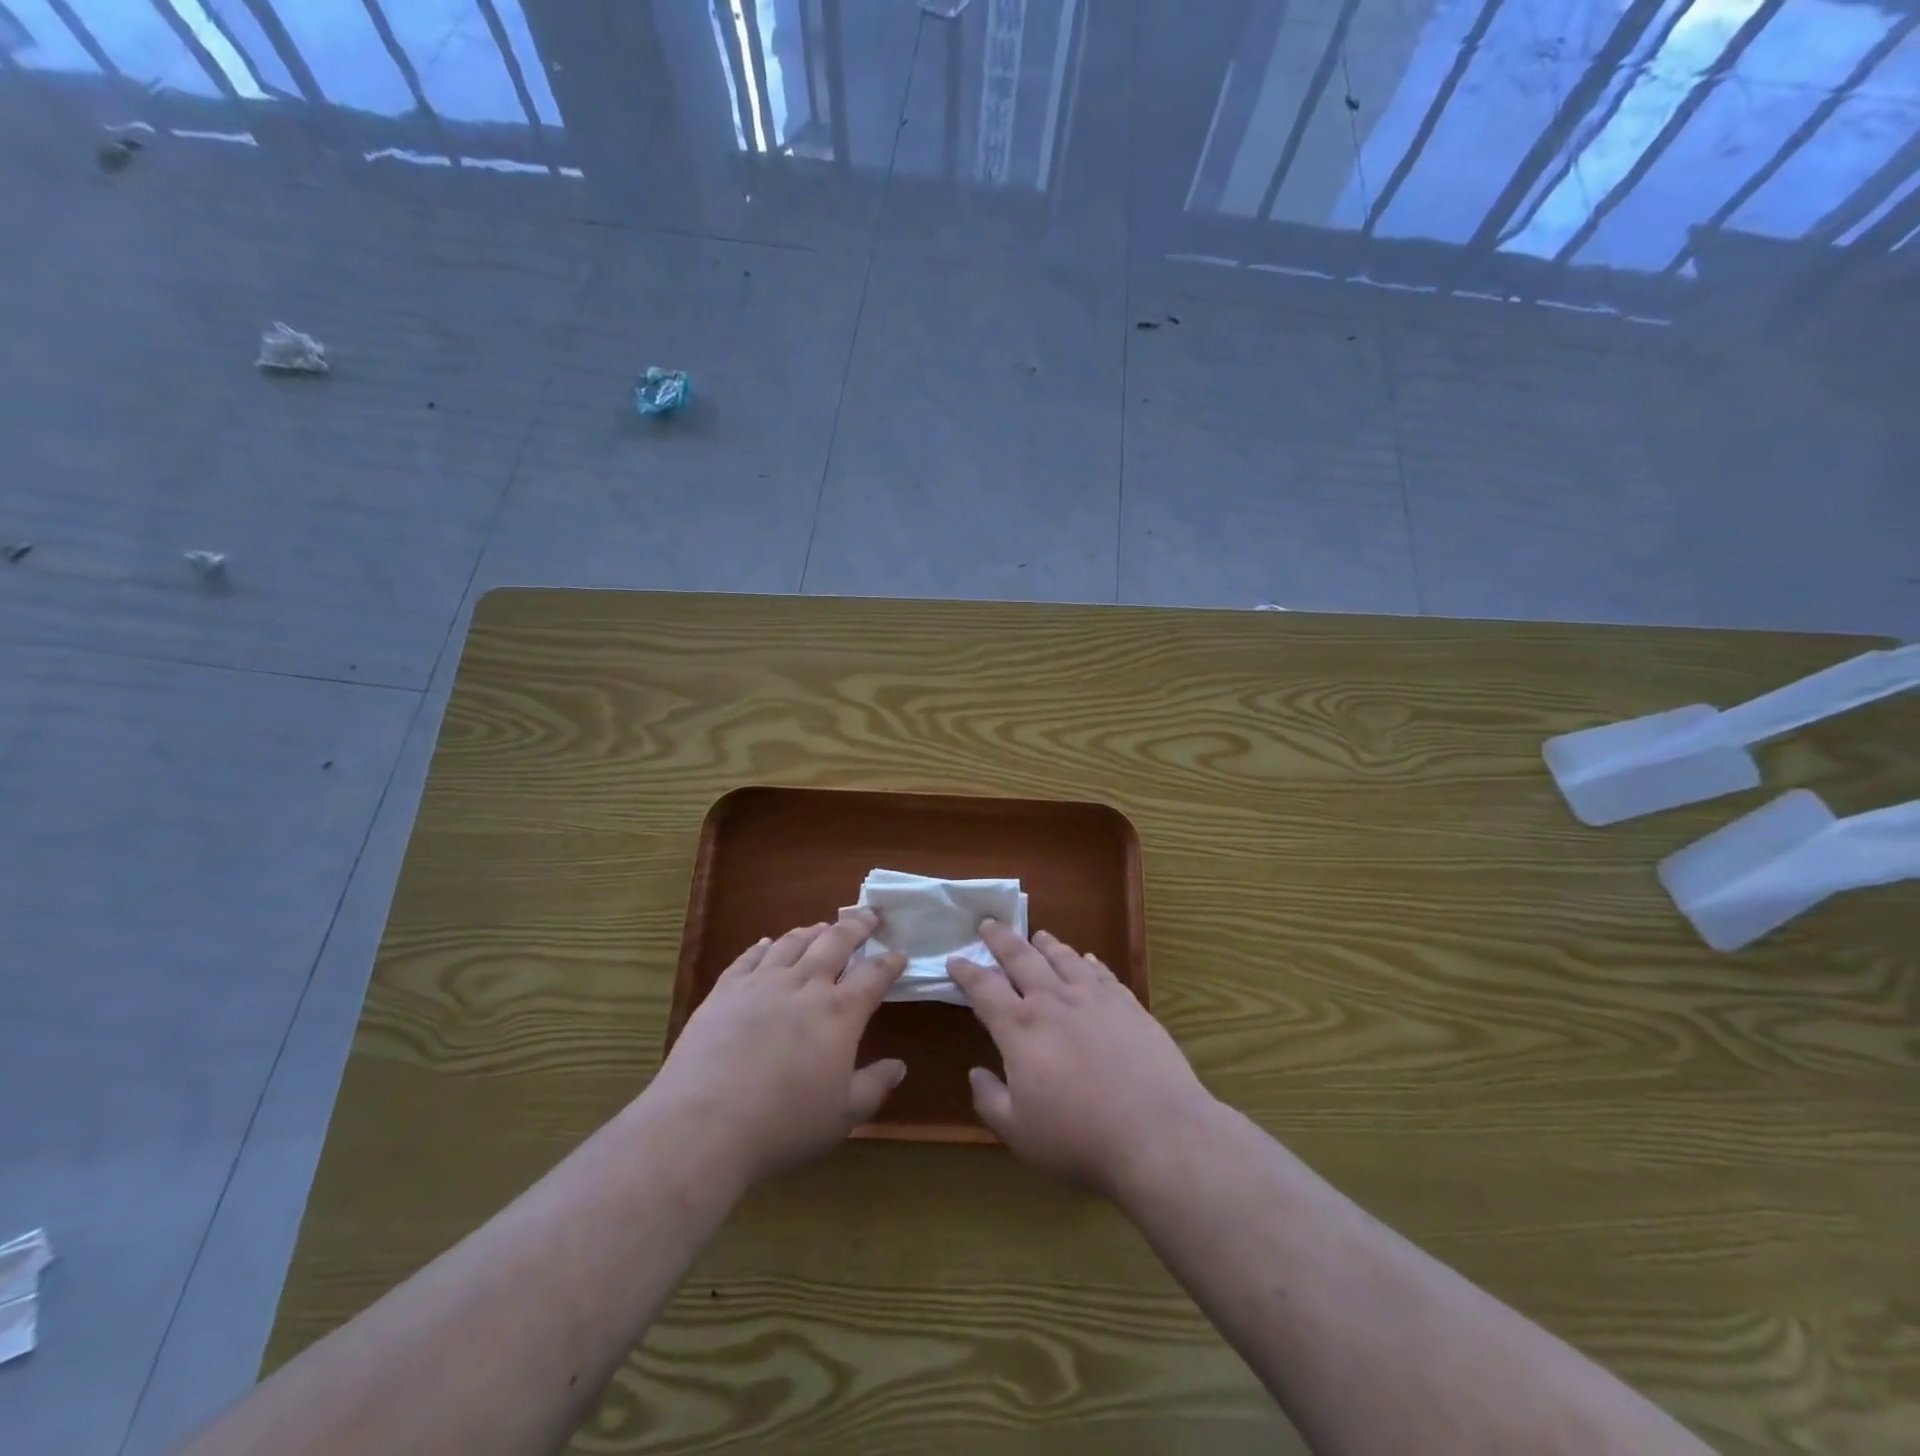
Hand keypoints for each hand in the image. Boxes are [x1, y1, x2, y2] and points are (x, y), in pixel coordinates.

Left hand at [644, 910, 906, 1187]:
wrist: (703, 1126)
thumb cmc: (783, 1126)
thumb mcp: (842, 1116)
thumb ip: (874, 1086)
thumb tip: (899, 1066)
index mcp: (840, 1013)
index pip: (874, 975)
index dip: (890, 962)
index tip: (900, 953)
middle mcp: (804, 986)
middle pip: (836, 942)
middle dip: (857, 926)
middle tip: (869, 916)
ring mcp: (761, 983)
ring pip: (792, 942)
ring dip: (812, 931)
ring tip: (822, 927)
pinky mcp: (725, 991)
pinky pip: (749, 957)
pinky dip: (764, 946)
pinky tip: (767, 943)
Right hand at [947, 921, 1213, 1199]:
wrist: (1157, 1133)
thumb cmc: (1079, 1139)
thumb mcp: (1019, 1133)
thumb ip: (990, 1100)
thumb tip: (975, 1073)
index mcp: (1021, 1029)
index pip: (984, 989)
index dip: (966, 971)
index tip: (954, 959)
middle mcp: (1054, 1002)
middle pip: (1021, 958)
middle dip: (1001, 939)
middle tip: (989, 923)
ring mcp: (1094, 999)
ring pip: (1064, 958)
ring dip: (1046, 944)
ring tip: (1038, 935)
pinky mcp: (1128, 1005)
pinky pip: (1102, 973)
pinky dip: (1089, 962)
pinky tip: (1088, 959)